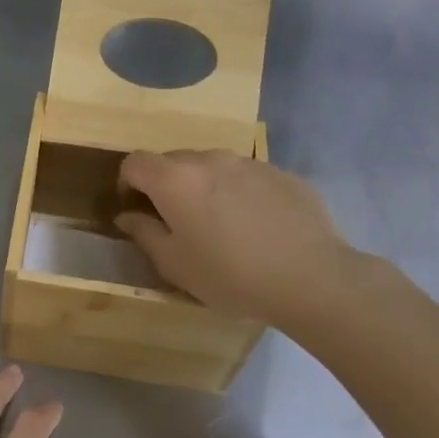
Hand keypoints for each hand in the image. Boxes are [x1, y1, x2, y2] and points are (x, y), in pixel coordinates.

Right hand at [116, 149, 361, 329]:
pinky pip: (246, 176)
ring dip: (203, 186)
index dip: (127, 183)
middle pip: (173, 160)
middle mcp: (210, 160)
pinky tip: (254, 226)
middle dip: (165, 184)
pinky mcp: (282, 173)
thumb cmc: (230, 275)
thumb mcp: (175, 264)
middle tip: (175, 221)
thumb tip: (127, 216)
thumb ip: (144, 233)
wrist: (311, 277)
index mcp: (175, 180)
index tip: (135, 209)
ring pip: (212, 166)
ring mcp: (249, 163)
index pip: (135, 162)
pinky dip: (238, 192)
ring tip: (218, 224)